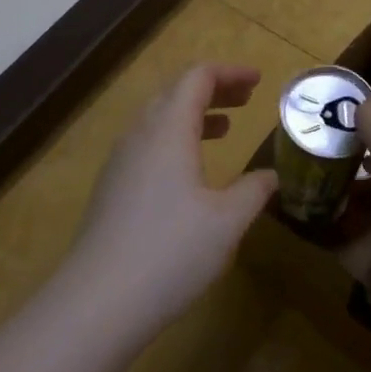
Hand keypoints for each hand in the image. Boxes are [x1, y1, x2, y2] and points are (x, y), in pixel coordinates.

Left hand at [61, 65, 278, 336]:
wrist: (100, 298)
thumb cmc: (172, 251)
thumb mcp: (227, 221)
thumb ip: (253, 191)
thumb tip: (270, 176)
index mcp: (168, 128)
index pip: (197, 77)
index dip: (229, 73)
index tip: (259, 80)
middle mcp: (139, 134)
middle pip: (175, 92)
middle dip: (213, 89)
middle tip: (247, 99)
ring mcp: (120, 160)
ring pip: (158, 119)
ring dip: (193, 115)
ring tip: (225, 127)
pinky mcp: (112, 186)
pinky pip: (147, 144)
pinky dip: (175, 139)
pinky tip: (191, 170)